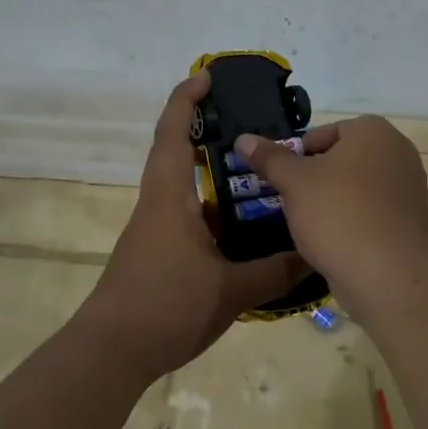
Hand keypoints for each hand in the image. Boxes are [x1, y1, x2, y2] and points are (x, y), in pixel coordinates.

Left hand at [84, 71, 310, 377]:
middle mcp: (158, 205)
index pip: (173, 133)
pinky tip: (245, 232)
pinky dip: (214, 213)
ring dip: (215, 178)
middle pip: (177, 154)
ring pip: (186, 190)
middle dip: (206, 132)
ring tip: (260, 177)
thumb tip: (316, 254)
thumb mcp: (230, 291)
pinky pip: (189, 219)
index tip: (206, 77)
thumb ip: (275, 271)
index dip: (187, 99)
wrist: (111, 352)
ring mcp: (155, 231)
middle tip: (250, 127)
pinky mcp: (157, 254)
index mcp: (169, 198)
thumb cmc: (166, 307)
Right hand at [231, 116, 427, 292]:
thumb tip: (243, 139)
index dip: (298, 156)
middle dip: (318, 178)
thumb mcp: (293, 182)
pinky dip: (355, 219)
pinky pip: (374, 210)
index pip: (323, 134)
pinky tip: (338, 241)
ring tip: (314, 224)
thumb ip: (269, 157)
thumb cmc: (336, 214)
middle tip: (295, 202)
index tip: (285, 182)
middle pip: (343, 159)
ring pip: (359, 186)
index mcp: (373, 130)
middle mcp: (399, 151)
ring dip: (335, 199)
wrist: (385, 274)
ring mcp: (411, 186)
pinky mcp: (413, 219)